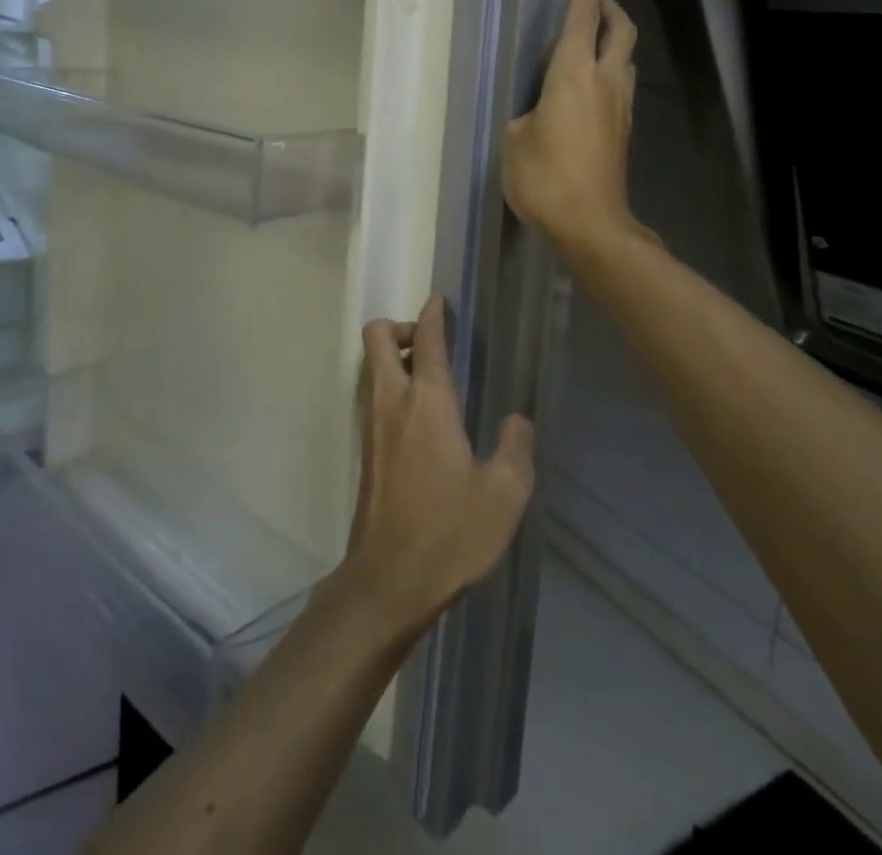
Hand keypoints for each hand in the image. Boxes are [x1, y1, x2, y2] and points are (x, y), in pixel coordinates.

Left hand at [339, 295, 535, 639]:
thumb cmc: (450, 532)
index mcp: (427, 401)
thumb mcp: (504, 493)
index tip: (439, 301)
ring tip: (425, 375)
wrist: (389, 580)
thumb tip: (517, 420)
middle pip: (376, 338)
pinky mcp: (365, 451)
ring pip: (368, 366)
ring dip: (390, 356)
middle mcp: (391, 401)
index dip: (433, 314)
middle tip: (428, 343)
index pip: (426, 340)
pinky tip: (415, 415)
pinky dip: (386, 385)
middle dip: (399, 326)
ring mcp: (371, 426)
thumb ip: (516, 448)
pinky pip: (369, 395)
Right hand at [502, 0, 641, 260]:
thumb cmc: (544, 178)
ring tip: (592, 41)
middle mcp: (604, 82)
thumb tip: (537, 115)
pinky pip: (622, 86)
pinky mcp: (623, 131)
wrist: (591, 225)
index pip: (582, 17)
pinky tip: (591, 87)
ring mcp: (620, 107)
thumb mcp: (513, 141)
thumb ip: (524, 116)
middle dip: (610, 7)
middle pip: (621, 30)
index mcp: (572, 75)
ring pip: (627, 58)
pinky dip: (611, 71)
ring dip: (614, 40)